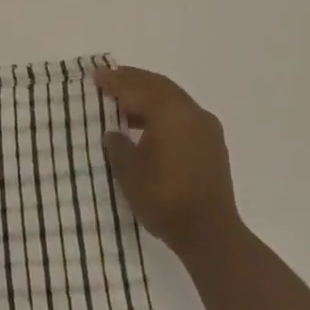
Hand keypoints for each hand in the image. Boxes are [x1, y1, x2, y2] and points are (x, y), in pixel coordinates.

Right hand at [95, 65, 242, 264]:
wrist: (210, 233)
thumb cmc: (164, 198)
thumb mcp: (129, 171)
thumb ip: (118, 145)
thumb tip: (115, 133)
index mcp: (169, 112)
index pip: (136, 88)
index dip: (114, 81)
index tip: (96, 76)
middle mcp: (191, 111)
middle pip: (158, 86)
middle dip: (133, 80)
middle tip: (110, 78)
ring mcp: (206, 127)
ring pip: (173, 99)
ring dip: (149, 95)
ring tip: (125, 102)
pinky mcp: (212, 144)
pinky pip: (183, 114)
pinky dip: (163, 110)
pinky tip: (148, 124)